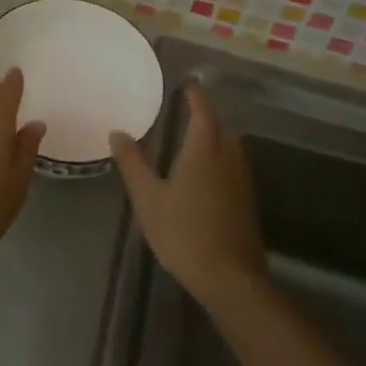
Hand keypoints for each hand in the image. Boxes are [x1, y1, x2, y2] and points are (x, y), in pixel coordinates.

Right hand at [111, 85, 265, 310]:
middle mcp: (228, 157)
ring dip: (218, 134)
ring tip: (197, 135)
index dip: (196, 96)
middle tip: (190, 107)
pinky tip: (210, 171)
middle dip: (208, 113)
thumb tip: (117, 132)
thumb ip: (133, 163)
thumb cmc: (184, 232)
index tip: (188, 85)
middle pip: (221, 125)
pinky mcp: (247, 202)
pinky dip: (223, 156)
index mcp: (204, 148)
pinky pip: (235, 165)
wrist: (230, 279)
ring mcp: (242, 180)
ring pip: (232, 145)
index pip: (203, 111)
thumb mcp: (148, 198)